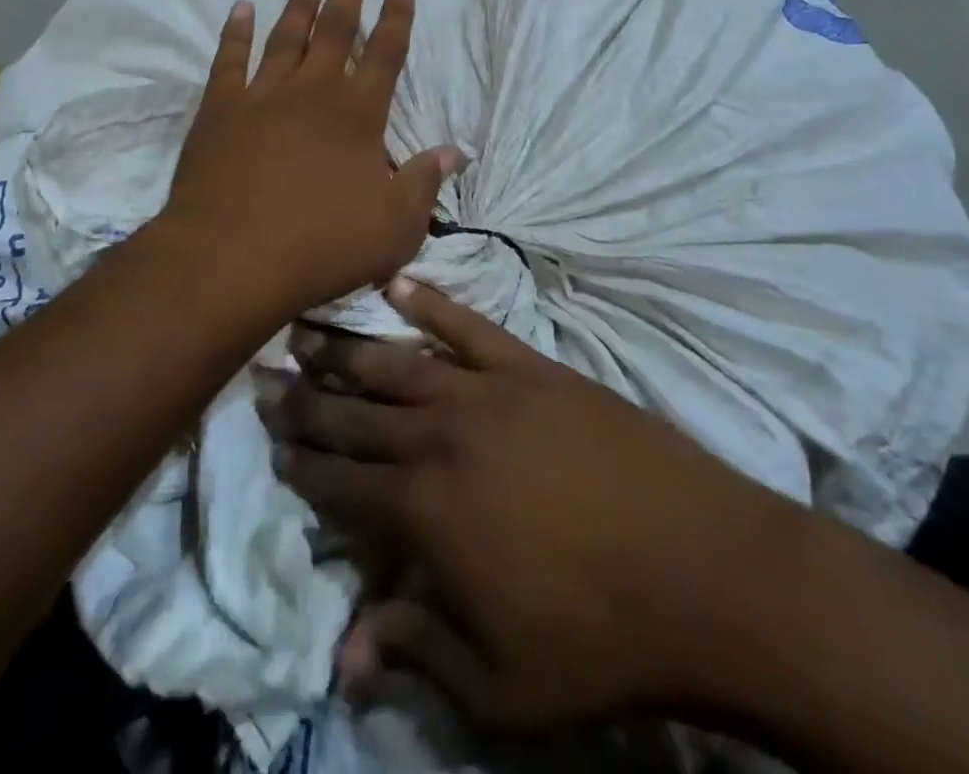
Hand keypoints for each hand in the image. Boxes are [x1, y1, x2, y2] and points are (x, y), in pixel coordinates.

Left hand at [158, 0, 460, 323]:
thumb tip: (455, 152)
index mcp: (358, 114)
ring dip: (300, 4)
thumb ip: (424, 184)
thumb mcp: (394, 227)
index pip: (386, 51)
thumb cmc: (322, 245)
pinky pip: (229, 59)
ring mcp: (262, 96)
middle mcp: (313, 91)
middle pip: (335, 29)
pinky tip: (241, 9)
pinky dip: (235, 32)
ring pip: (286, 36)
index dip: (397, 12)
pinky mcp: (220, 110)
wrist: (232, 258)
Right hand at [262, 281, 819, 734]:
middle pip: (356, 412)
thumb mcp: (499, 683)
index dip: (302, 464)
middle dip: (306, 398)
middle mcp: (440, 437)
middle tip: (265, 375)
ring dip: (347, 346)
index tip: (272, 443)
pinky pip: (468, 325)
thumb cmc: (599, 640)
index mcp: (424, 512)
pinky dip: (430, 302)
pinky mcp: (531, 367)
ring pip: (397, 361)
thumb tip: (342, 656)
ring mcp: (487, 392)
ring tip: (306, 326)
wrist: (703, 571)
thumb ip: (414, 649)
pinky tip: (398, 284)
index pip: (341, 482)